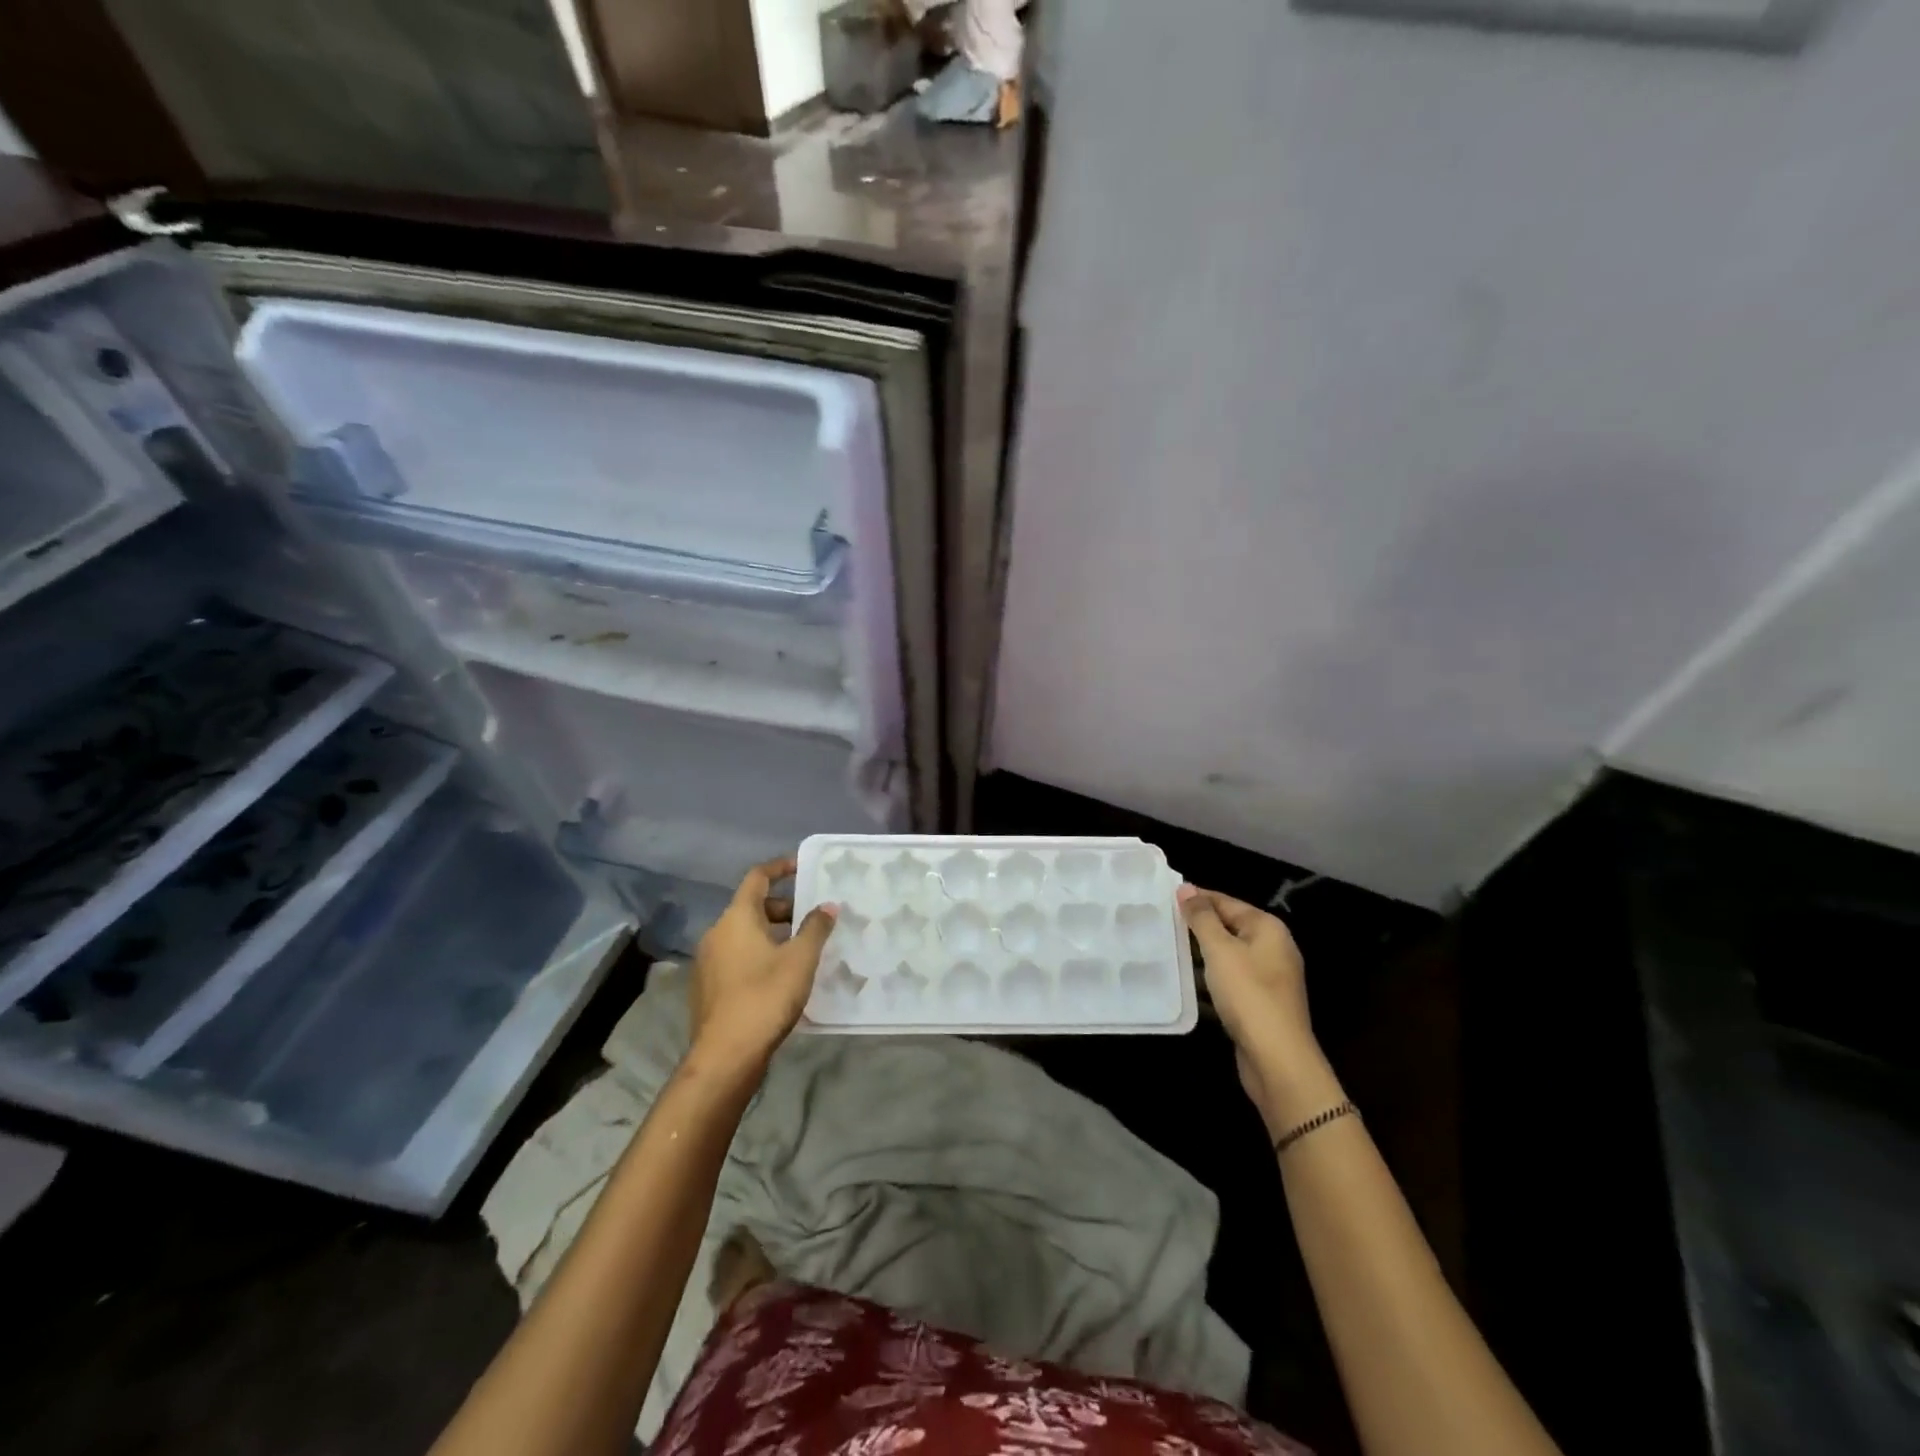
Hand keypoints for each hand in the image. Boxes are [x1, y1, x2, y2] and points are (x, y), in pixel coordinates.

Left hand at [690, 857, 837, 1071]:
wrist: (725, 1056)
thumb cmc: (765, 997)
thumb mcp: (800, 959)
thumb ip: (816, 928)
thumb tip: (828, 905)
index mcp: (737, 918)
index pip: (757, 877)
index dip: (780, 867)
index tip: (803, 866)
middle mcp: (717, 932)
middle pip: (751, 906)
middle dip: (784, 907)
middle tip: (813, 918)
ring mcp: (708, 961)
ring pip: (744, 933)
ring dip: (773, 933)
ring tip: (802, 948)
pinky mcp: (708, 986)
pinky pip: (737, 956)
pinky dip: (759, 954)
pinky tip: (781, 975)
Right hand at [1179, 884, 1321, 1117]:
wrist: (1277, 1058)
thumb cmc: (1248, 994)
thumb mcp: (1220, 949)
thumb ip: (1201, 917)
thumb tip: (1186, 888)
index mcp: (1268, 928)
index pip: (1226, 901)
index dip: (1196, 898)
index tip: (1164, 896)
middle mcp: (1273, 947)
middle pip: (1229, 926)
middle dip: (1197, 926)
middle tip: (1161, 922)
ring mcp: (1269, 977)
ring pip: (1228, 954)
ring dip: (1201, 953)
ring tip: (1167, 948)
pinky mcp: (1261, 1002)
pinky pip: (1231, 978)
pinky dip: (1210, 977)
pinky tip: (1187, 981)